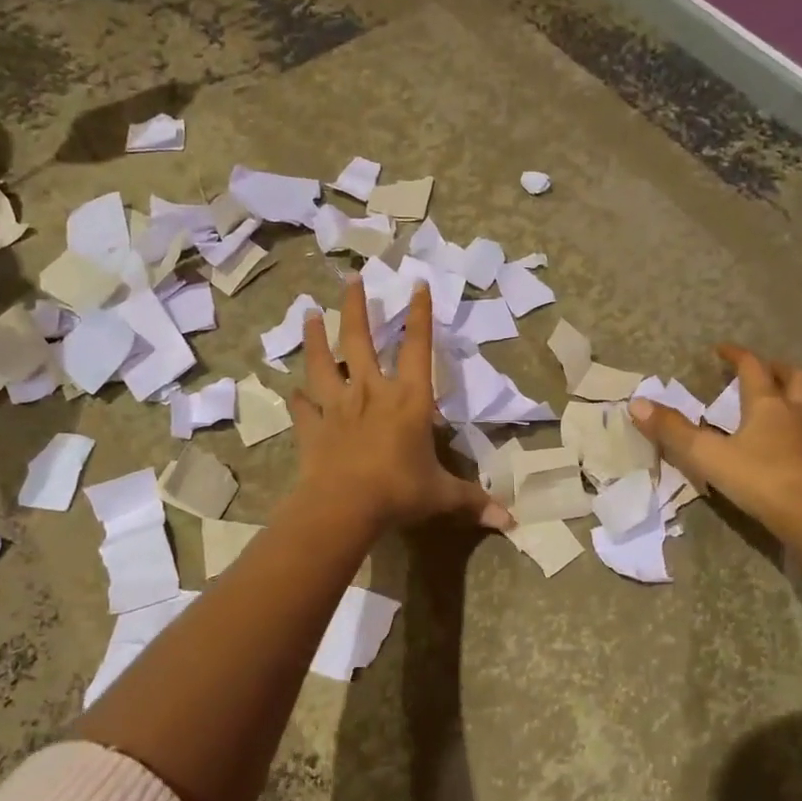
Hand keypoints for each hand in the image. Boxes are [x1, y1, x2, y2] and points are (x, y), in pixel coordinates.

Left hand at [290, 276, 512, 533]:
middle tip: (352, 279)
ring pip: (323, 363)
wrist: (344, 507)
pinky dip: (297, 399)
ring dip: (316, 338)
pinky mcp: (312, 428)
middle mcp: (371, 393)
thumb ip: (473, 501)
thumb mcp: (442, 495)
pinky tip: (291, 391)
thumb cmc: (399, 491)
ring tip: (309, 313)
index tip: (417, 284)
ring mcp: (337, 408)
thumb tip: (510, 522)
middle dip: (357, 307)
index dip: (420, 315)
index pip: (417, 347)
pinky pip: (303, 408)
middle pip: (360, 340)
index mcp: (408, 400)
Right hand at [631, 344, 801, 544]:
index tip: (722, 350)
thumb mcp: (707, 456)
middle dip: (777, 368)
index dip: (737, 355)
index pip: (753, 367)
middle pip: (796, 377)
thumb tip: (636, 403)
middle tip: (763, 370)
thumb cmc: (760, 481)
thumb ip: (672, 430)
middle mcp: (800, 412)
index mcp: (767, 405)